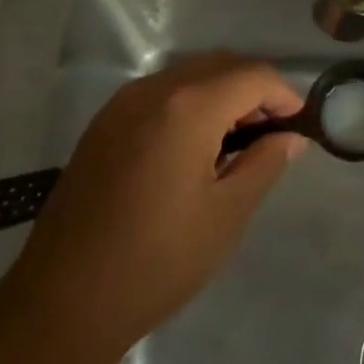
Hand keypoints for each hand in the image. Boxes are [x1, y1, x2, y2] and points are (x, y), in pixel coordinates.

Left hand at [5, 53, 306, 363]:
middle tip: (271, 135)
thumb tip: (290, 136)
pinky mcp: (103, 124)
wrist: (64, 298)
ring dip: (221, 94)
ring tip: (236, 143)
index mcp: (188, 107)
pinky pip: (159, 94)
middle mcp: (152, 89)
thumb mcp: (227, 214)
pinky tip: (193, 149)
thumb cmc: (158, 259)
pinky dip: (189, 104)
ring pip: (188, 76)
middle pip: (220, 65)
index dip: (284, 95)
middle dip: (254, 91)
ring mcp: (121, 104)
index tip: (299, 128)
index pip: (252, 75)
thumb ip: (265, 162)